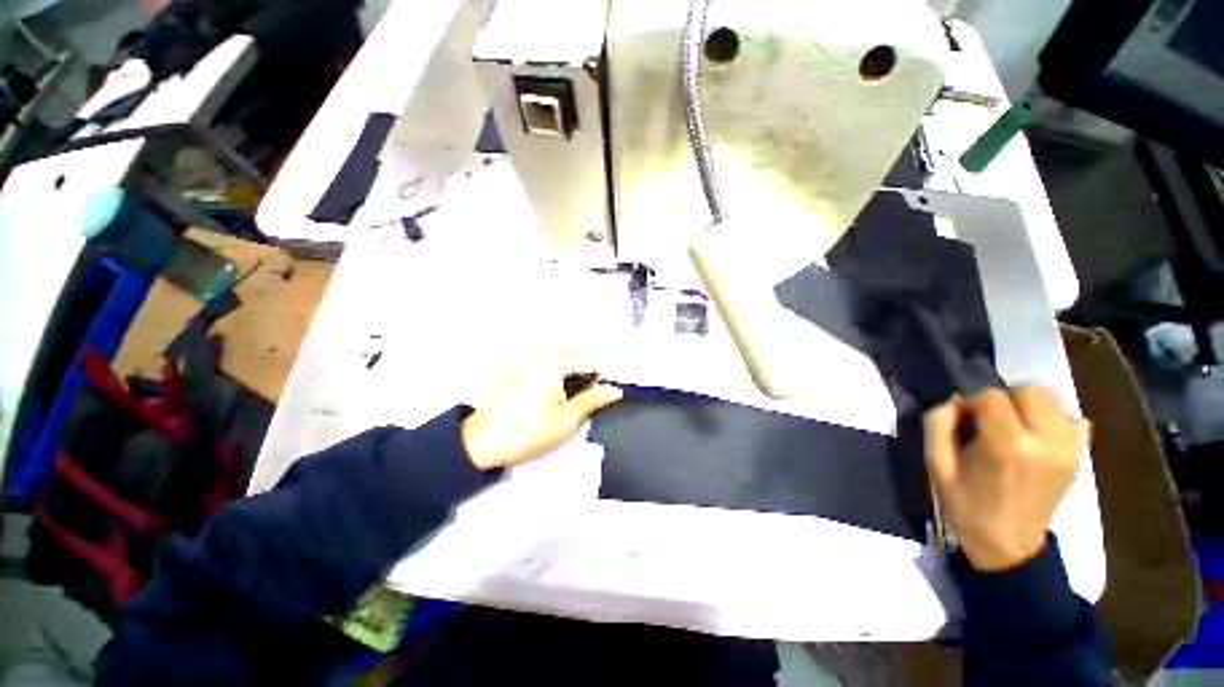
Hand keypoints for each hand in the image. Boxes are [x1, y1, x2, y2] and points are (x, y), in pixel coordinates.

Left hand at [460, 351, 622, 470]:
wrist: (482, 444)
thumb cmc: (526, 434)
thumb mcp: (567, 421)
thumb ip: (593, 400)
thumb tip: (614, 390)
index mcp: (556, 364)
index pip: (594, 361)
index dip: (614, 368)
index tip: (629, 373)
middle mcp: (545, 356)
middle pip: (582, 354)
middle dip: (602, 362)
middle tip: (617, 379)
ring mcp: (535, 362)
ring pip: (570, 357)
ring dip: (587, 364)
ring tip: (602, 382)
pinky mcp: (529, 371)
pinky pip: (557, 364)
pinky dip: (572, 370)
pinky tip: (580, 382)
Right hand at [924, 386, 1081, 571]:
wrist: (1008, 545)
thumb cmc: (966, 504)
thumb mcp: (936, 464)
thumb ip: (938, 423)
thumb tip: (954, 399)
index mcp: (1008, 445)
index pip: (991, 396)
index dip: (971, 402)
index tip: (962, 420)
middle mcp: (1047, 441)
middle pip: (1030, 389)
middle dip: (1003, 398)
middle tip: (988, 421)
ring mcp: (1069, 449)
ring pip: (1053, 398)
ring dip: (1028, 404)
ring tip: (1012, 426)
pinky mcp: (1080, 456)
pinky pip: (1074, 419)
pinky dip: (1054, 419)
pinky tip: (1037, 437)